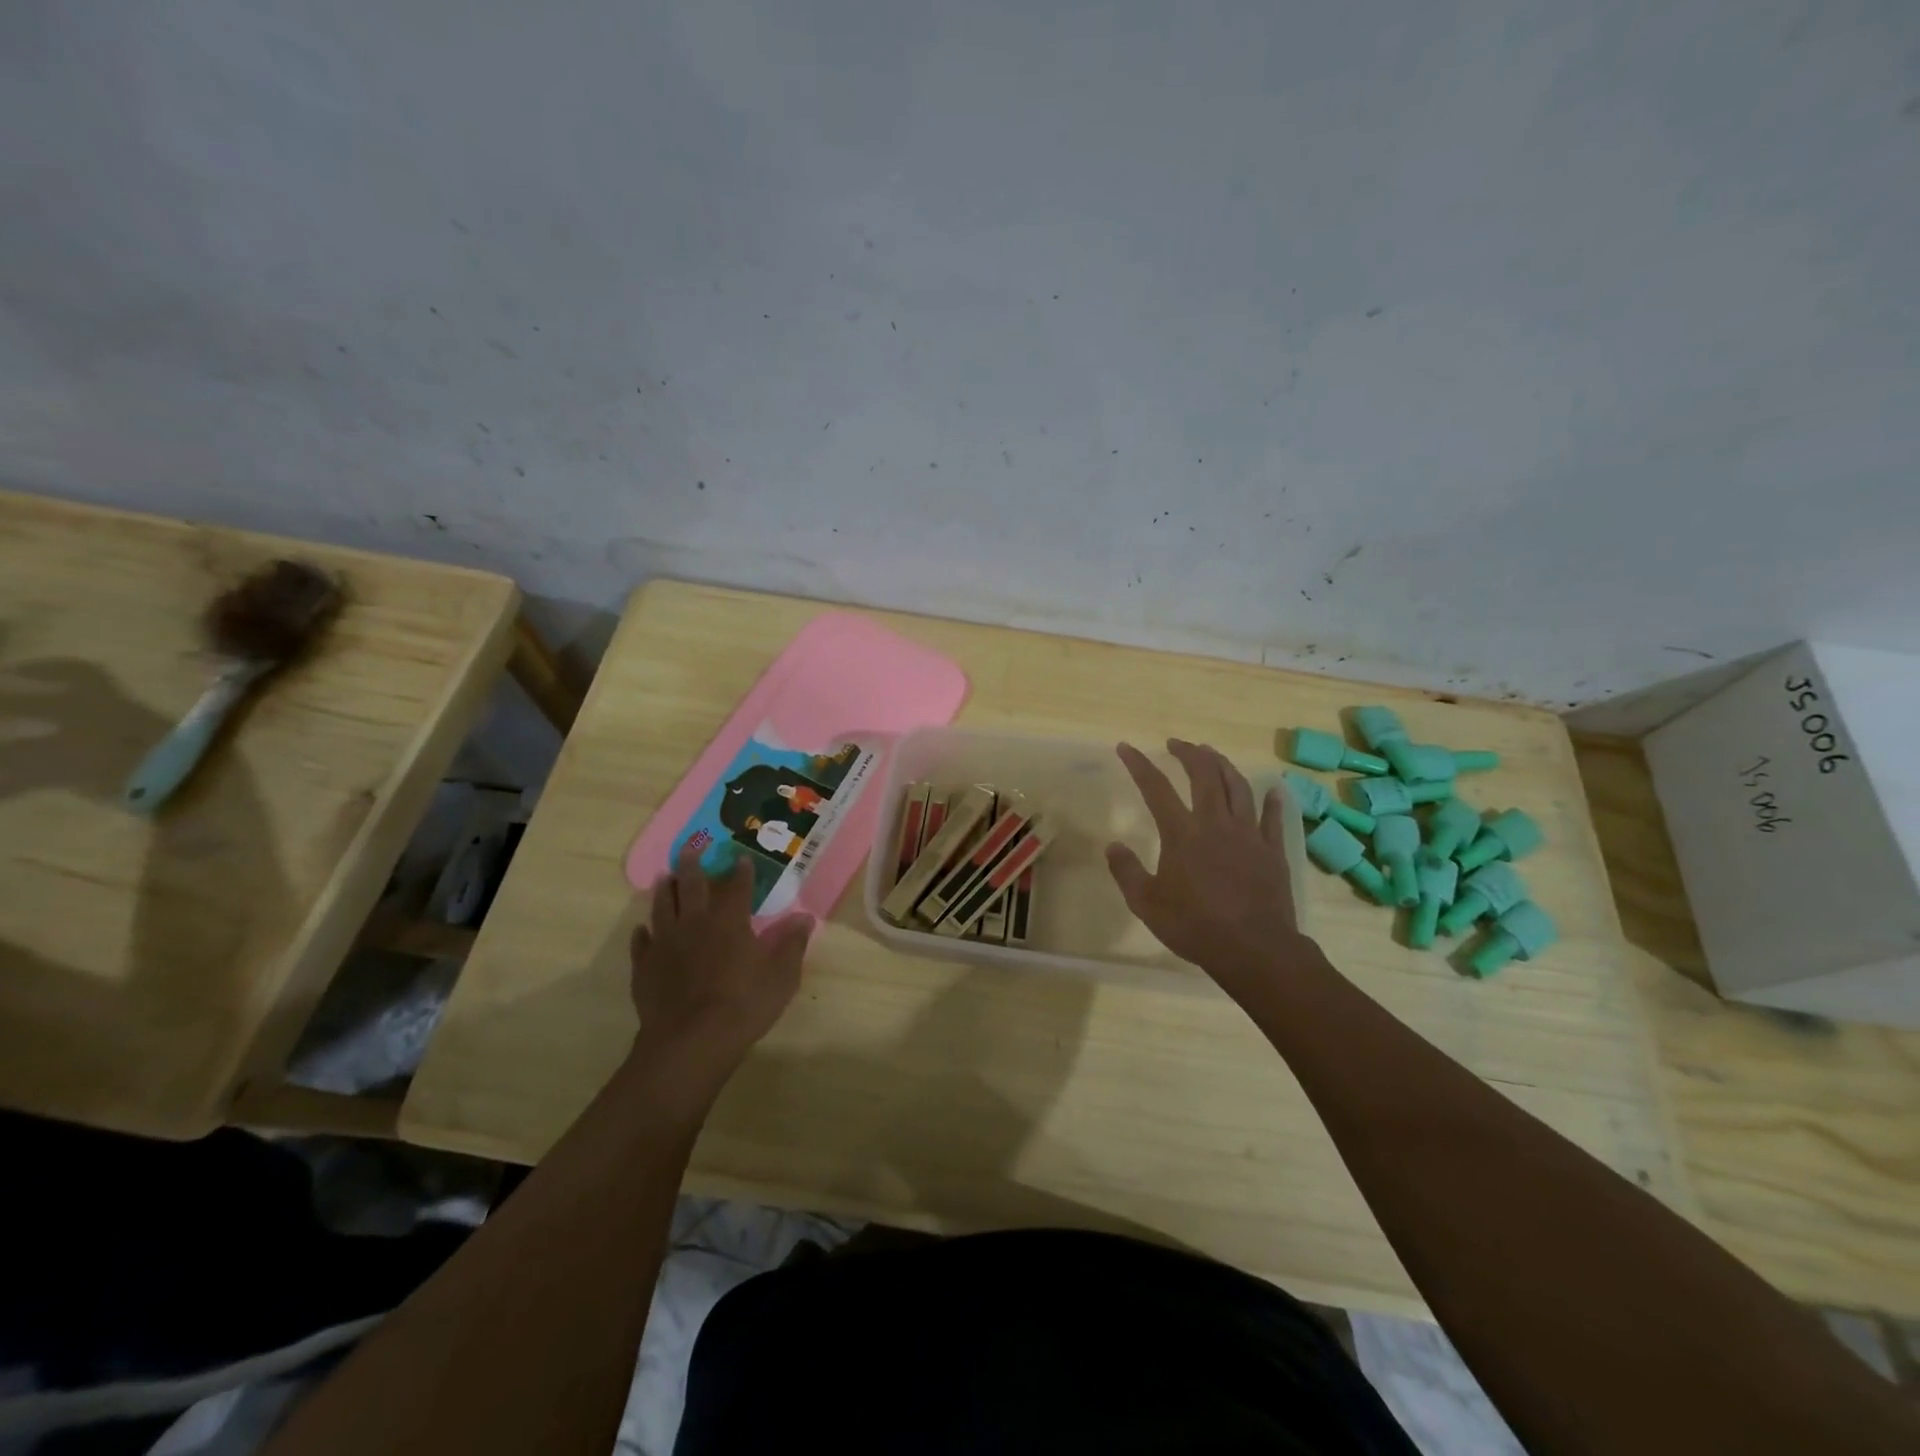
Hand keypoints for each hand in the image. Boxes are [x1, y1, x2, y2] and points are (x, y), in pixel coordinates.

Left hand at [627, 844, 812, 1096]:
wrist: (690, 1042)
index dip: (741, 872)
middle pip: (691, 886)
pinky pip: (641, 943)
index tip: (742, 858)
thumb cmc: (744, 1005)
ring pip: (662, 907)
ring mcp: (665, 944)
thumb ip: (791, 944)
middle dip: (692, 865)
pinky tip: (643, 930)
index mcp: (729, 921)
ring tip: (665, 877)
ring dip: (665, 890)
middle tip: (689, 849)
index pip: (737, 887)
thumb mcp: (781, 976)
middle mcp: (694, 923)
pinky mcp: (645, 968)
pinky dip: (643, 934)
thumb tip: (805, 917)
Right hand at [1106, 740, 1312, 998]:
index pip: (1156, 788)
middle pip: (1204, 775)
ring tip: (1212, 754)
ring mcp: (1248, 834)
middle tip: (1176, 743)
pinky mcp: (1272, 850)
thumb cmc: (1194, 926)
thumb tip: (1112, 845)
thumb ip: (1126, 871)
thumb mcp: (1146, 903)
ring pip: (1237, 787)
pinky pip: (1273, 818)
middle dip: (1188, 753)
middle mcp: (1215, 823)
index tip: (1126, 747)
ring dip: (1223, 765)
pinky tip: (1274, 789)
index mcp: (1182, 833)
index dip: (1139, 764)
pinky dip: (1272, 800)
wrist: (1254, 949)